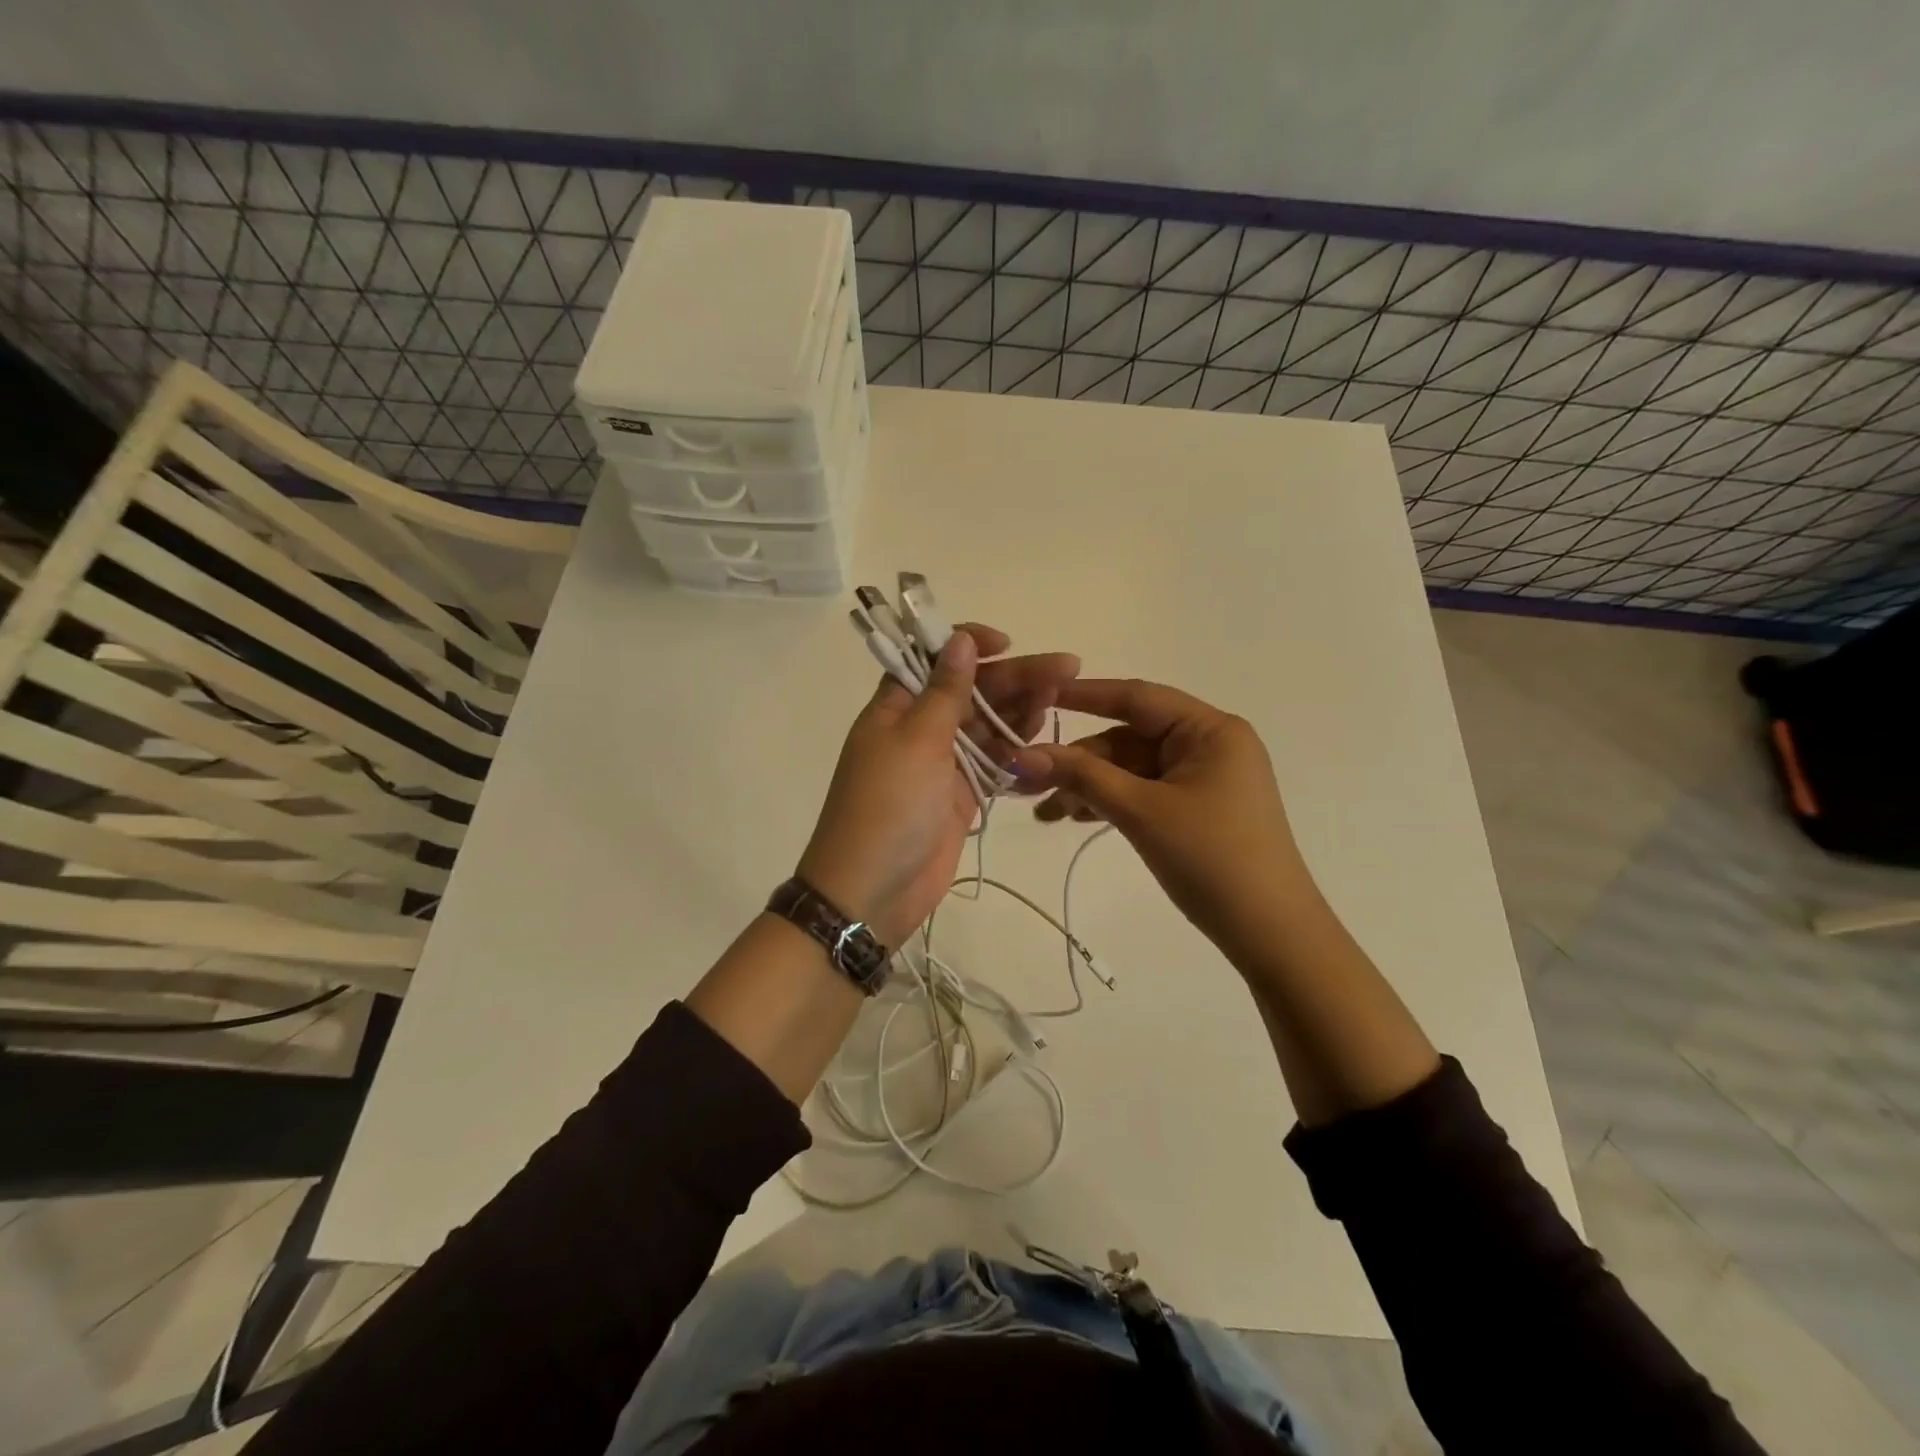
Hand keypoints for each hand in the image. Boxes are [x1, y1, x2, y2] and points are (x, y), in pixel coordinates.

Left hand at [797, 625, 1079, 947]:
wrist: (871, 892)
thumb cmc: (888, 807)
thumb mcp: (916, 741)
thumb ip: (945, 692)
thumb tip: (958, 639)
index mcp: (896, 707)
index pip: (932, 659)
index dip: (967, 645)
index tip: (1006, 643)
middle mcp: (919, 729)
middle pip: (971, 692)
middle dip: (1014, 679)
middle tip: (1067, 669)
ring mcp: (941, 764)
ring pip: (987, 727)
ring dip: (1020, 712)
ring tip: (1059, 699)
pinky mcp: (960, 796)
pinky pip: (994, 765)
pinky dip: (1016, 754)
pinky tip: (1045, 742)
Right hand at [1011, 679, 1317, 962]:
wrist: (1270, 933)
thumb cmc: (1211, 859)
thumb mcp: (1141, 812)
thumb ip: (1082, 776)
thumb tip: (1022, 755)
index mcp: (1210, 730)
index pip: (1137, 698)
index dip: (1084, 695)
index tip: (1037, 694)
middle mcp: (1209, 745)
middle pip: (1129, 739)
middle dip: (1080, 761)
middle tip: (1028, 781)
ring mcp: (1204, 778)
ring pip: (1132, 769)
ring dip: (1090, 786)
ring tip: (1046, 812)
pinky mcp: (1197, 808)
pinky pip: (1145, 792)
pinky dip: (1111, 802)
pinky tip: (1074, 818)